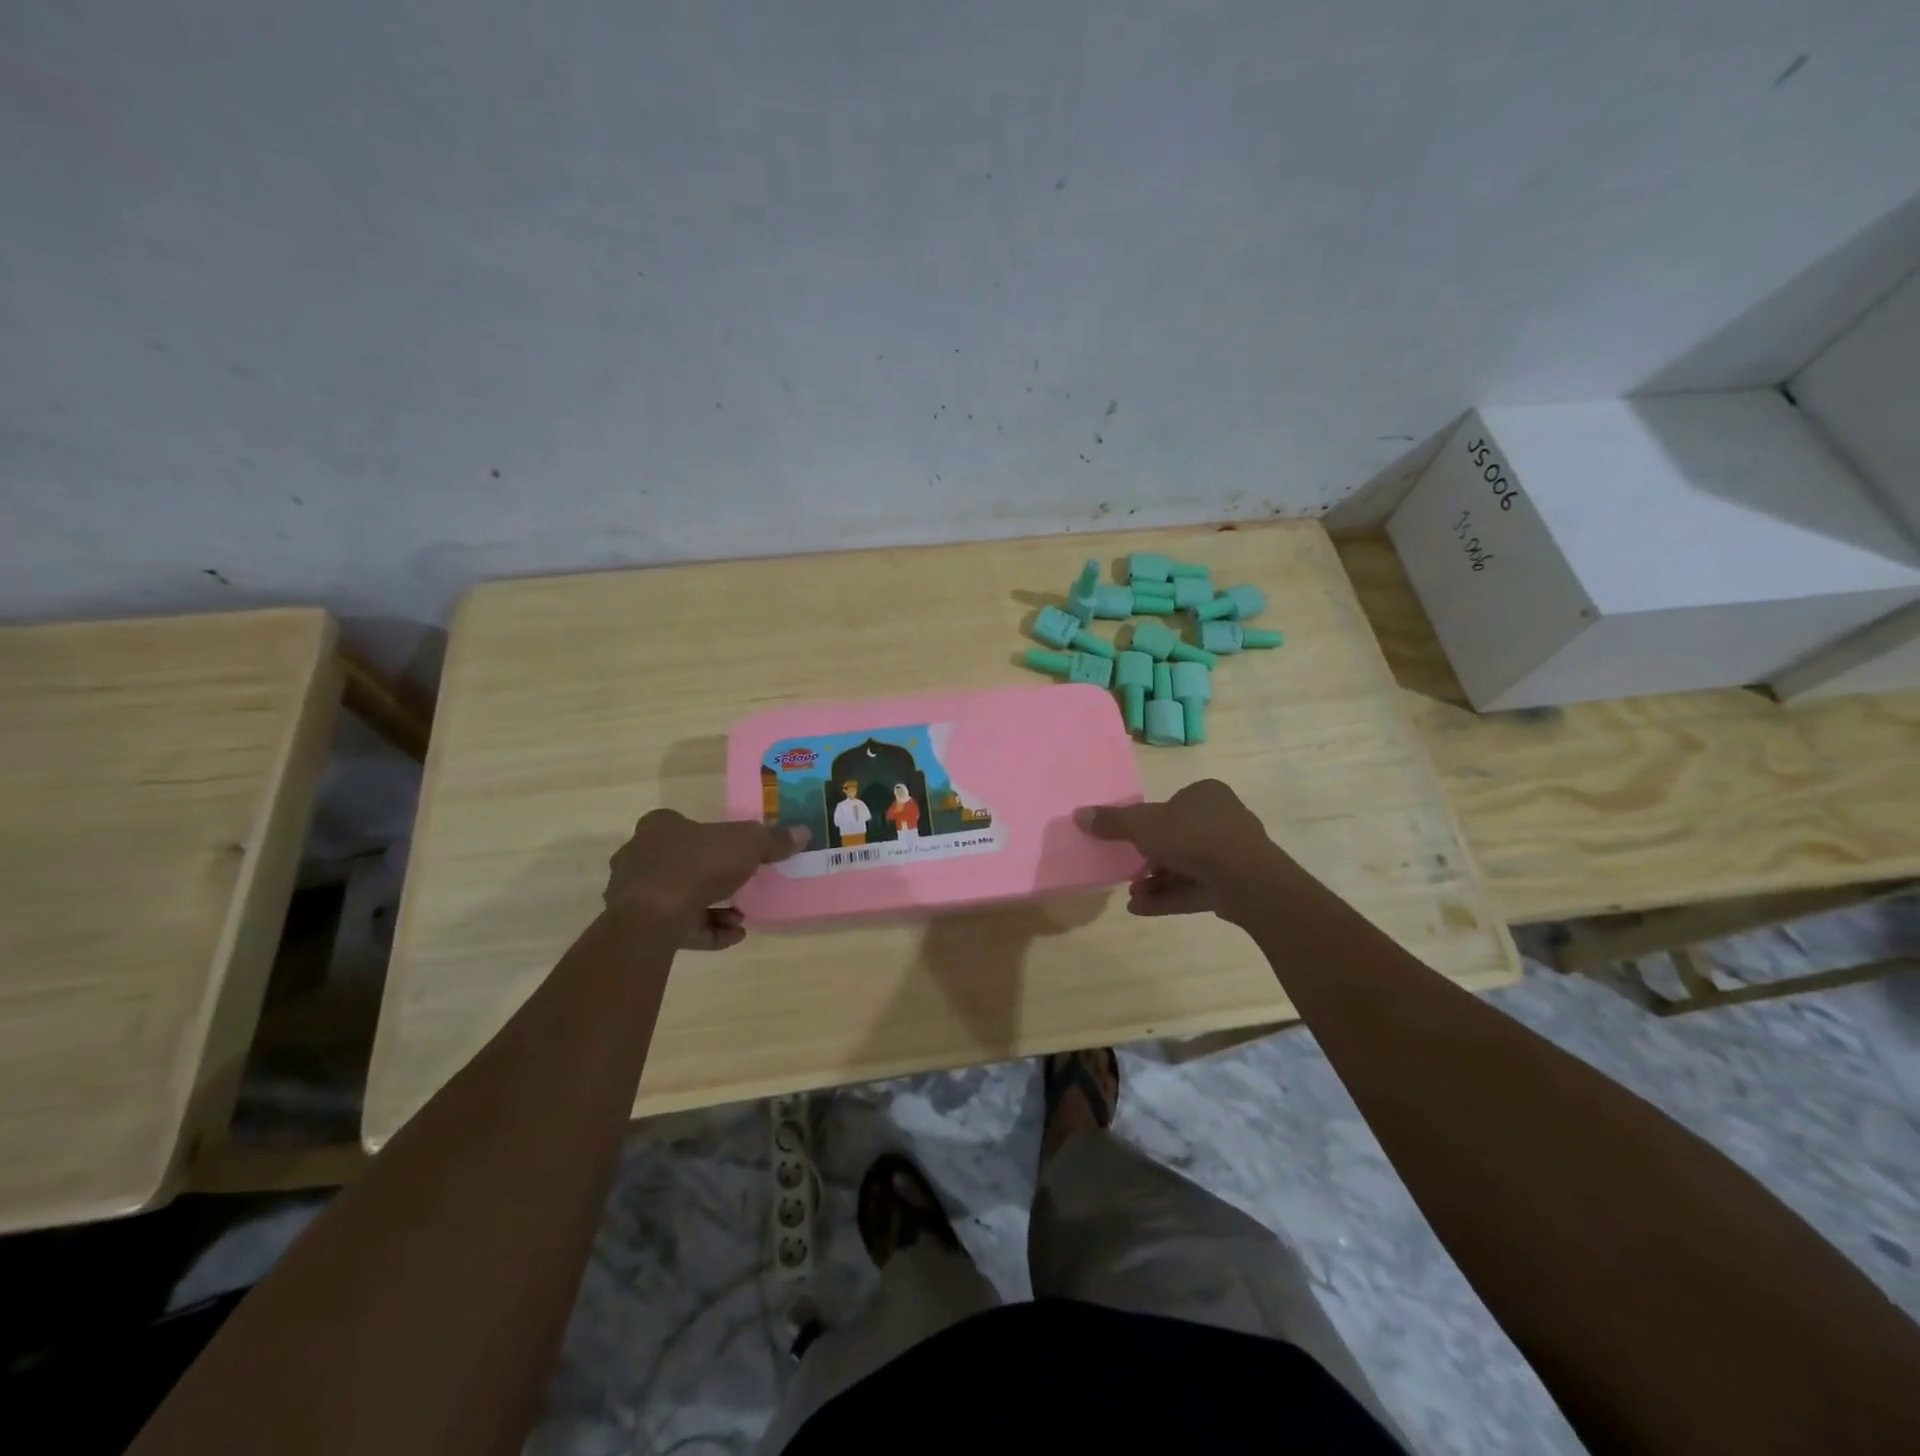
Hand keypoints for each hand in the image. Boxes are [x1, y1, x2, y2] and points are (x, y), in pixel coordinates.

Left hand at [603, 810, 806, 949]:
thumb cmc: (697, 865)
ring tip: (741, 918)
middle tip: (744, 887)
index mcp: (660, 827)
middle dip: (716, 878)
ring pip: (680, 897)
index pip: (685, 825)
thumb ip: (773, 840)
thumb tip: (803, 832)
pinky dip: (706, 931)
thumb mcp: (747, 844)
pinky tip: (733, 935)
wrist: (651, 917)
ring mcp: (635, 893)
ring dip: (714, 908)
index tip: (738, 854)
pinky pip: (678, 926)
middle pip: (684, 862)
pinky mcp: (637, 926)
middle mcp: (640, 855)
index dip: (713, 838)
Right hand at [1075, 779, 1285, 919]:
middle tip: (1127, 874)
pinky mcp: (1235, 884)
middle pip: (1176, 838)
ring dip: (1155, 881)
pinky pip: (1196, 888)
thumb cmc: (1193, 838)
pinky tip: (1140, 909)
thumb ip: (1112, 822)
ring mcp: (1232, 854)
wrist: (1247, 879)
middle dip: (1148, 860)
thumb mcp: (1143, 826)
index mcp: (1206, 795)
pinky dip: (1169, 897)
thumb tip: (1078, 814)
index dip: (1148, 824)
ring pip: (1185, 866)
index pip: (1171, 805)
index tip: (1129, 843)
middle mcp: (1222, 819)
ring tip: (1131, 895)